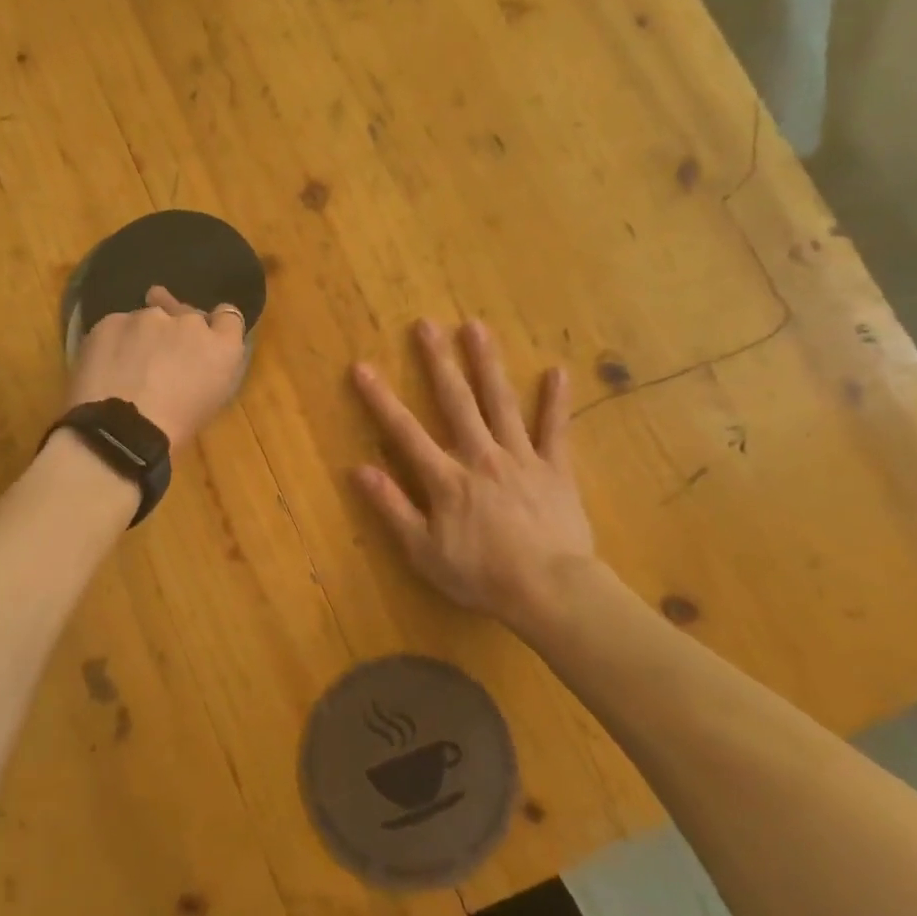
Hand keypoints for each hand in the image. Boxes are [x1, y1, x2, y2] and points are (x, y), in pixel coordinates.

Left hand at [68, 286, 246, 451]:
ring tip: (129, 366)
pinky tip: (106, 366)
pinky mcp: (112, 321)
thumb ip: (214, 367)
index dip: (215, 327)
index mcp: (222, 347)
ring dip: (145, 335)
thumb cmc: (174, 429)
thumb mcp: (211, 402)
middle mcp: (190, 322)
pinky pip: (118, 325)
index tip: (204, 341)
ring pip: (149, 318)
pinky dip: (115, 341)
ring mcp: (148, 317)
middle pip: (187, 315)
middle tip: (162, 360)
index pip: (228, 316)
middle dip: (179, 332)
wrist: (120, 431)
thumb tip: (201, 354)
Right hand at [351, 318, 608, 632]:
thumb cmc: (483, 576)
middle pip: (456, 401)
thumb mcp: (425, 552)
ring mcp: (521, 458)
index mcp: (447, 478)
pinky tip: (557, 371)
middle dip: (438, 361)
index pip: (404, 431)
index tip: (362, 366)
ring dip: (487, 363)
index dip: (380, 399)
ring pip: (501, 402)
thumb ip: (393, 508)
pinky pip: (556, 430)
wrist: (551, 591)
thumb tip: (359, 469)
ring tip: (476, 327)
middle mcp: (481, 456)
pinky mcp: (555, 468)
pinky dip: (556, 401)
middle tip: (426, 324)